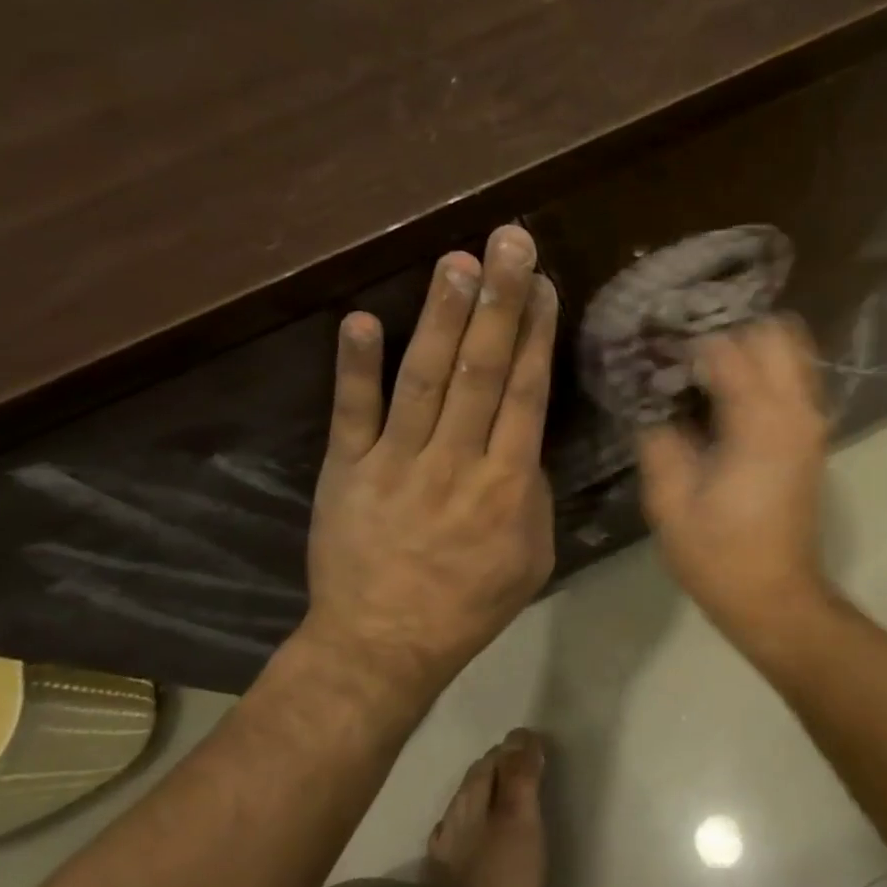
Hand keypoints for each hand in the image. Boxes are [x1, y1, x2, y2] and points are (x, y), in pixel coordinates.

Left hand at [303, 226, 557, 711]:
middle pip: (481, 371)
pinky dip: (354, 368)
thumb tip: (525, 443)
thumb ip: (532, 494)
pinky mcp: (345, 472)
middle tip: (507, 242)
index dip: (534, 334)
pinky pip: (352, 414)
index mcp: (507, 486)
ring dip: (439, 317)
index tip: (541, 284)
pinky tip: (360, 319)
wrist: (382, 645)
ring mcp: (395, 463)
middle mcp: (455, 462)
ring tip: (455, 262)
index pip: (525, 394)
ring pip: (423, 380)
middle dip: (498, 302)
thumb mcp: (532, 558)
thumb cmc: (470, 604)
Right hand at [636, 317, 831, 642]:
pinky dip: (768, 372)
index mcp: (759, 422)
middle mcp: (795, 411)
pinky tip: (730, 394)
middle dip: (729, 334)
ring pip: (793, 352)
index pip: (727, 349)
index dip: (688, 345)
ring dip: (753, 349)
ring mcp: (811, 424)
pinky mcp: (813, 440)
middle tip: (688, 356)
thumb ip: (659, 442)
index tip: (657, 355)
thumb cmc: (719, 555)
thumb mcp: (670, 502)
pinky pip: (796, 380)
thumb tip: (655, 409)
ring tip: (708, 368)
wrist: (776, 598)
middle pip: (773, 334)